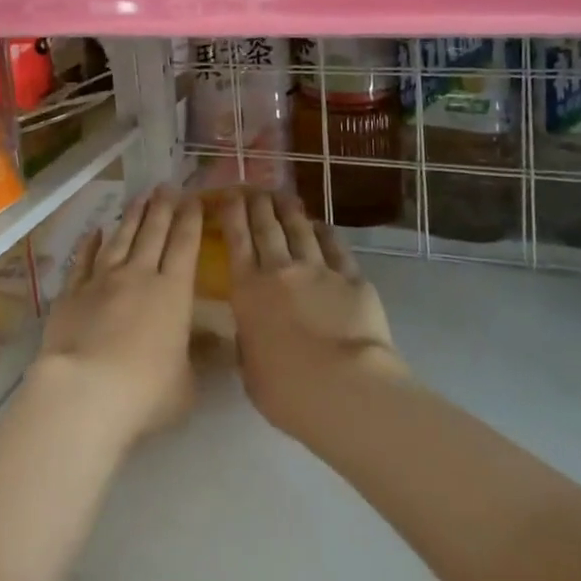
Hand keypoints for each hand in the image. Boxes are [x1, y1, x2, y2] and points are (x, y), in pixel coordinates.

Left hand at [33, 186, 200, 453]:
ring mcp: (103, 279)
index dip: (190, 220)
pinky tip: (94, 230)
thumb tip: (221, 344)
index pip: (185, 245)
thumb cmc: (146, 392)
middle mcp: (139, 275)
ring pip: (121, 238)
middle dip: (162, 207)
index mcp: (173, 292)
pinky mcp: (72, 291)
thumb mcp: (187, 383)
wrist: (85, 391)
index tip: (193, 199)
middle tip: (166, 185)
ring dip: (132, 216)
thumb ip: (200, 358)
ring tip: (140, 196)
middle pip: (153, 232)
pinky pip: (83, 259)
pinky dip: (89, 243)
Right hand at [218, 189, 407, 442]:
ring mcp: (318, 269)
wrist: (344, 388)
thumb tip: (252, 331)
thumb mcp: (250, 370)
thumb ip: (248, 342)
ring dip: (290, 210)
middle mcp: (280, 270)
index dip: (232, 214)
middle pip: (267, 227)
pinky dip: (326, 232)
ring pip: (300, 230)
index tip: (229, 195)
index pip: (236, 241)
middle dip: (258, 204)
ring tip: (284, 196)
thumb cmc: (287, 390)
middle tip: (255, 189)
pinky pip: (335, 246)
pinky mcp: (351, 277)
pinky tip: (321, 225)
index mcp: (248, 291)